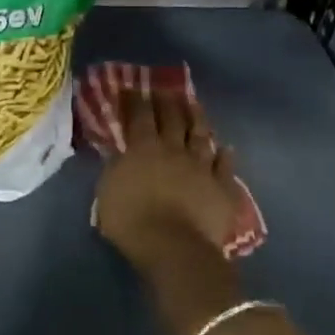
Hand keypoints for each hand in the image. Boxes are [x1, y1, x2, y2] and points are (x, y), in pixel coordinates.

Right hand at [94, 90, 243, 270]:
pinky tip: (226, 148)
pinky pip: (225, 165)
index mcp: (144, 149)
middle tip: (167, 89)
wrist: (173, 246)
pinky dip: (225, 155)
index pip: (140, 116)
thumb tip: (120, 153)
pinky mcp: (222, 186)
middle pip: (173, 119)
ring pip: (202, 135)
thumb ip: (115, 168)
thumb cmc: (131, 221)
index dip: (137, 100)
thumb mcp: (107, 192)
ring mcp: (202, 166)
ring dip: (198, 118)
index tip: (135, 88)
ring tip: (196, 105)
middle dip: (169, 101)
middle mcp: (175, 150)